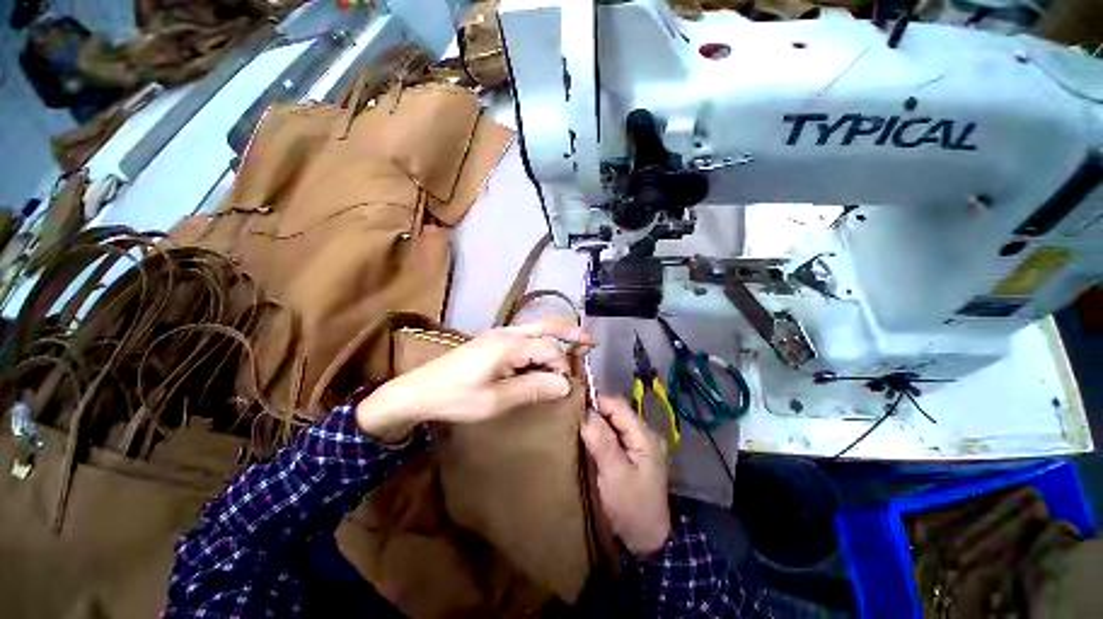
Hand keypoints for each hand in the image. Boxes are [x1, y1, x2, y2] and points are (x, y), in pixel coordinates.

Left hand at [356, 319, 589, 440]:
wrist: (417, 391)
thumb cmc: (456, 398)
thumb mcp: (496, 400)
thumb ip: (533, 388)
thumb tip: (564, 385)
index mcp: (509, 345)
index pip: (549, 349)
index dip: (562, 367)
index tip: (565, 388)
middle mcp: (507, 332)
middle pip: (546, 326)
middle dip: (570, 332)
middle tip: (591, 341)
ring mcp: (498, 334)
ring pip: (536, 329)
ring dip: (556, 337)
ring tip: (575, 345)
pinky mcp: (492, 341)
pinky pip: (524, 337)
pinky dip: (540, 344)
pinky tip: (544, 355)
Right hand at [581, 395, 671, 556]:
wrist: (647, 541)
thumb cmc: (632, 508)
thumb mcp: (615, 475)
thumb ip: (602, 442)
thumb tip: (584, 412)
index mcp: (644, 436)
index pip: (617, 405)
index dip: (595, 401)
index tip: (571, 403)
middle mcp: (643, 434)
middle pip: (615, 411)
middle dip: (593, 410)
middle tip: (569, 413)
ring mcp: (638, 443)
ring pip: (612, 421)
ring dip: (594, 420)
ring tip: (573, 421)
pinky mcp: (631, 453)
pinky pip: (612, 433)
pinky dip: (598, 431)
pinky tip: (585, 436)